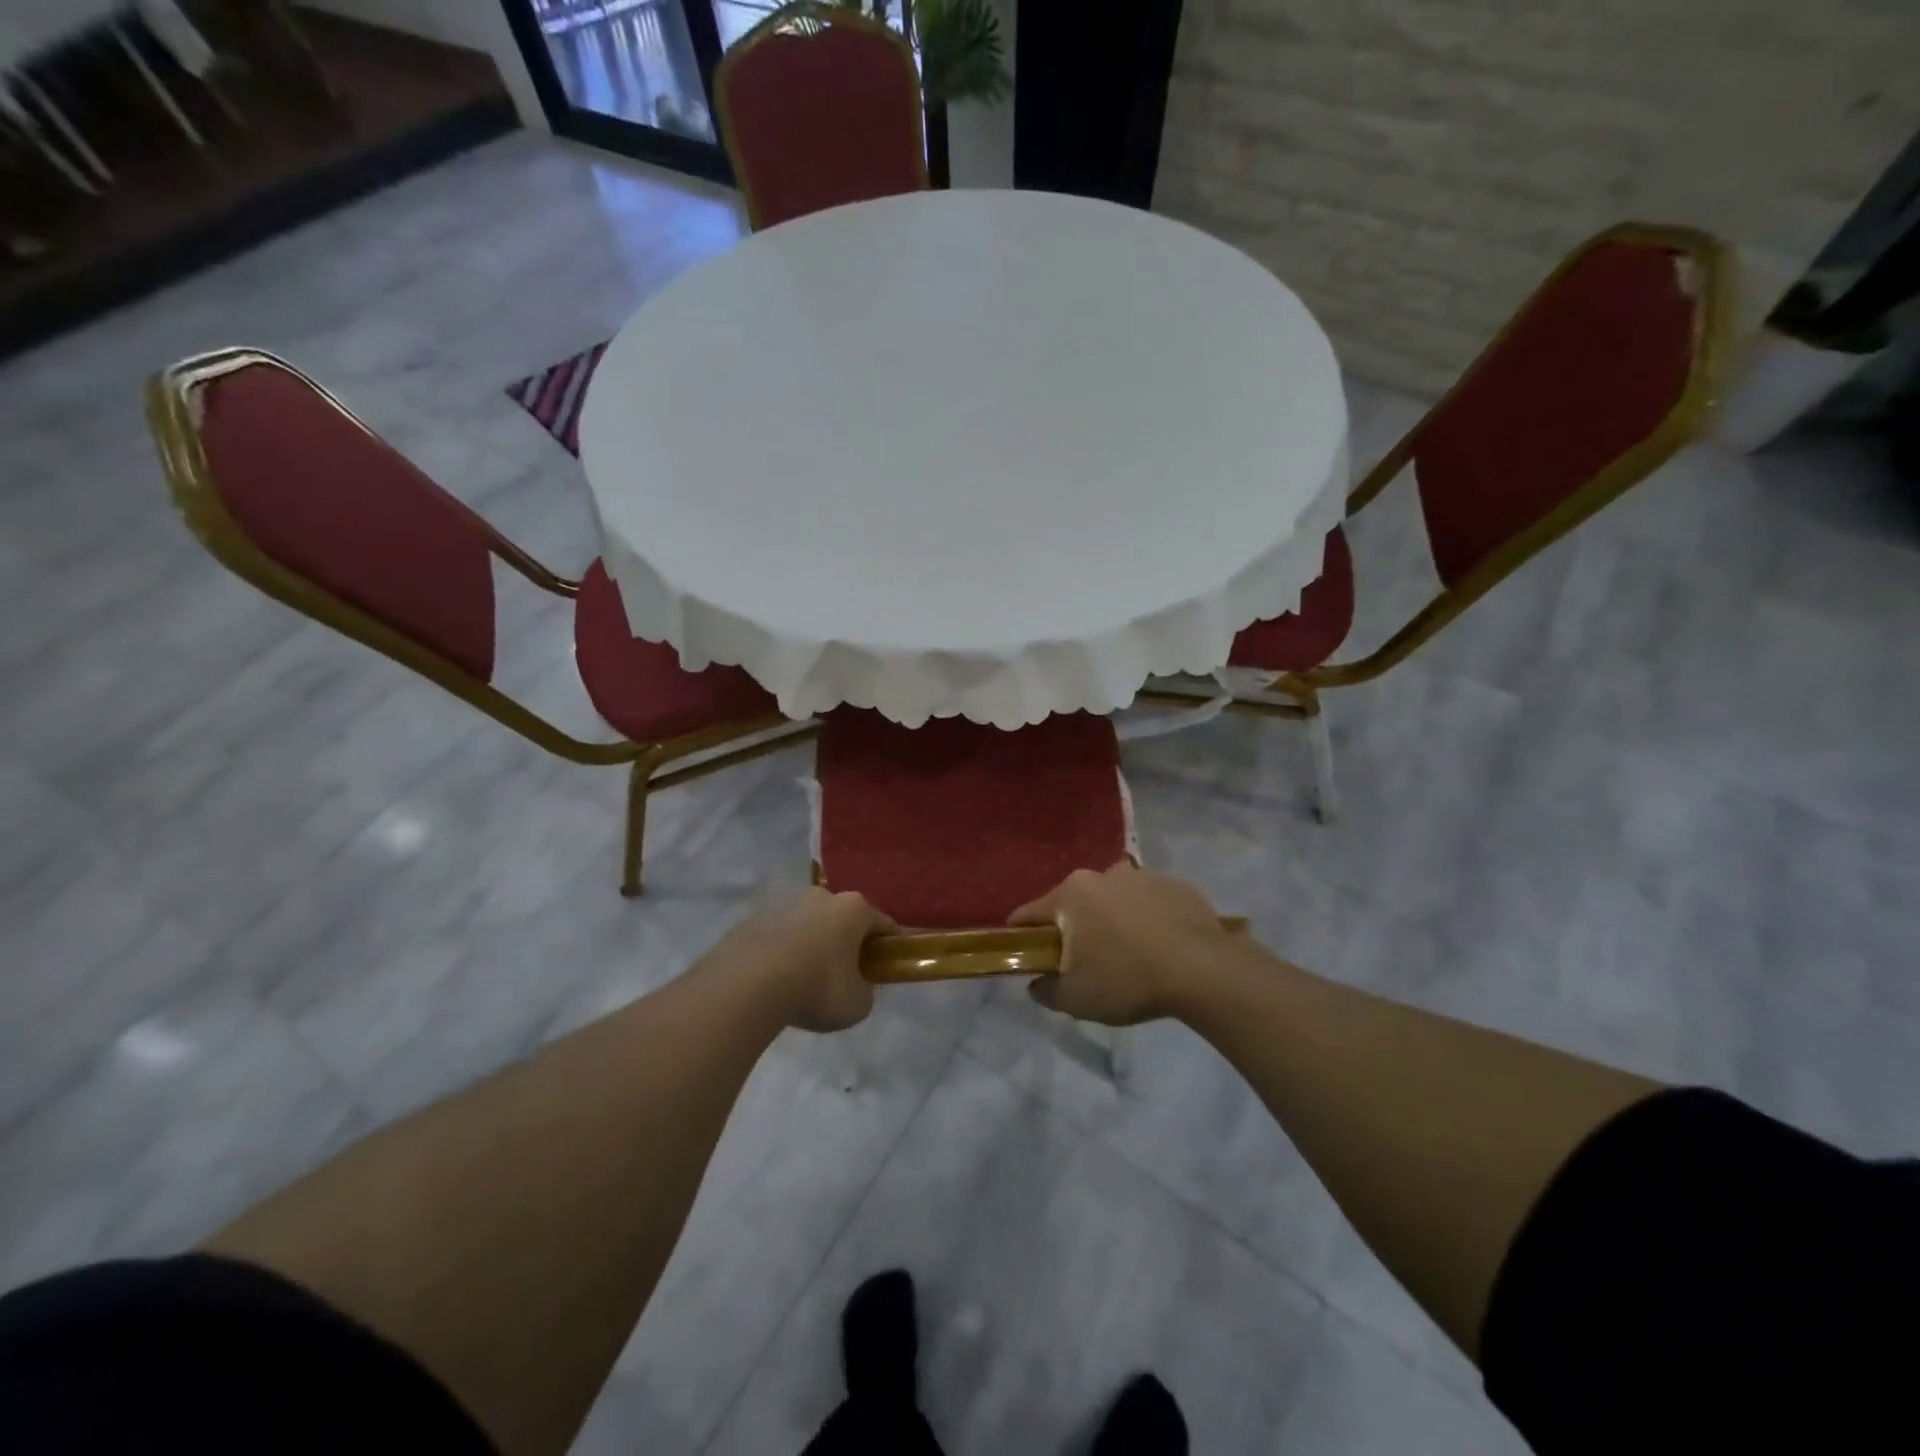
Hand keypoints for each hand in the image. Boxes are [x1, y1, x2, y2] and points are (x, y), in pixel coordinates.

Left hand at [702, 889, 894, 1032]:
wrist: (746, 985)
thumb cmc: (816, 988)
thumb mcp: (857, 1004)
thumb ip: (865, 991)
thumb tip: (857, 986)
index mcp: (853, 909)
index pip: (883, 924)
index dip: (889, 946)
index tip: (888, 966)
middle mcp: (821, 897)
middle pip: (843, 920)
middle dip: (847, 943)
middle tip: (844, 977)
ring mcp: (784, 905)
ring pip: (808, 925)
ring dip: (811, 946)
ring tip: (803, 982)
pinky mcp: (753, 919)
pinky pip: (778, 937)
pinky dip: (781, 953)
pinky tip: (774, 982)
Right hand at [1009, 864, 1234, 1025]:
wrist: (1203, 971)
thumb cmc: (1128, 980)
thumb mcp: (1076, 999)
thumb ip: (1046, 990)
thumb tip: (1037, 983)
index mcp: (1071, 895)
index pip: (1029, 914)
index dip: (1022, 936)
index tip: (1028, 956)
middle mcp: (1102, 874)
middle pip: (1073, 904)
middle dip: (1074, 929)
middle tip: (1086, 963)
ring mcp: (1142, 875)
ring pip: (1113, 900)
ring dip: (1112, 921)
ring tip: (1130, 956)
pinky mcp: (1175, 884)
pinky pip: (1149, 902)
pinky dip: (1147, 919)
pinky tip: (1161, 947)